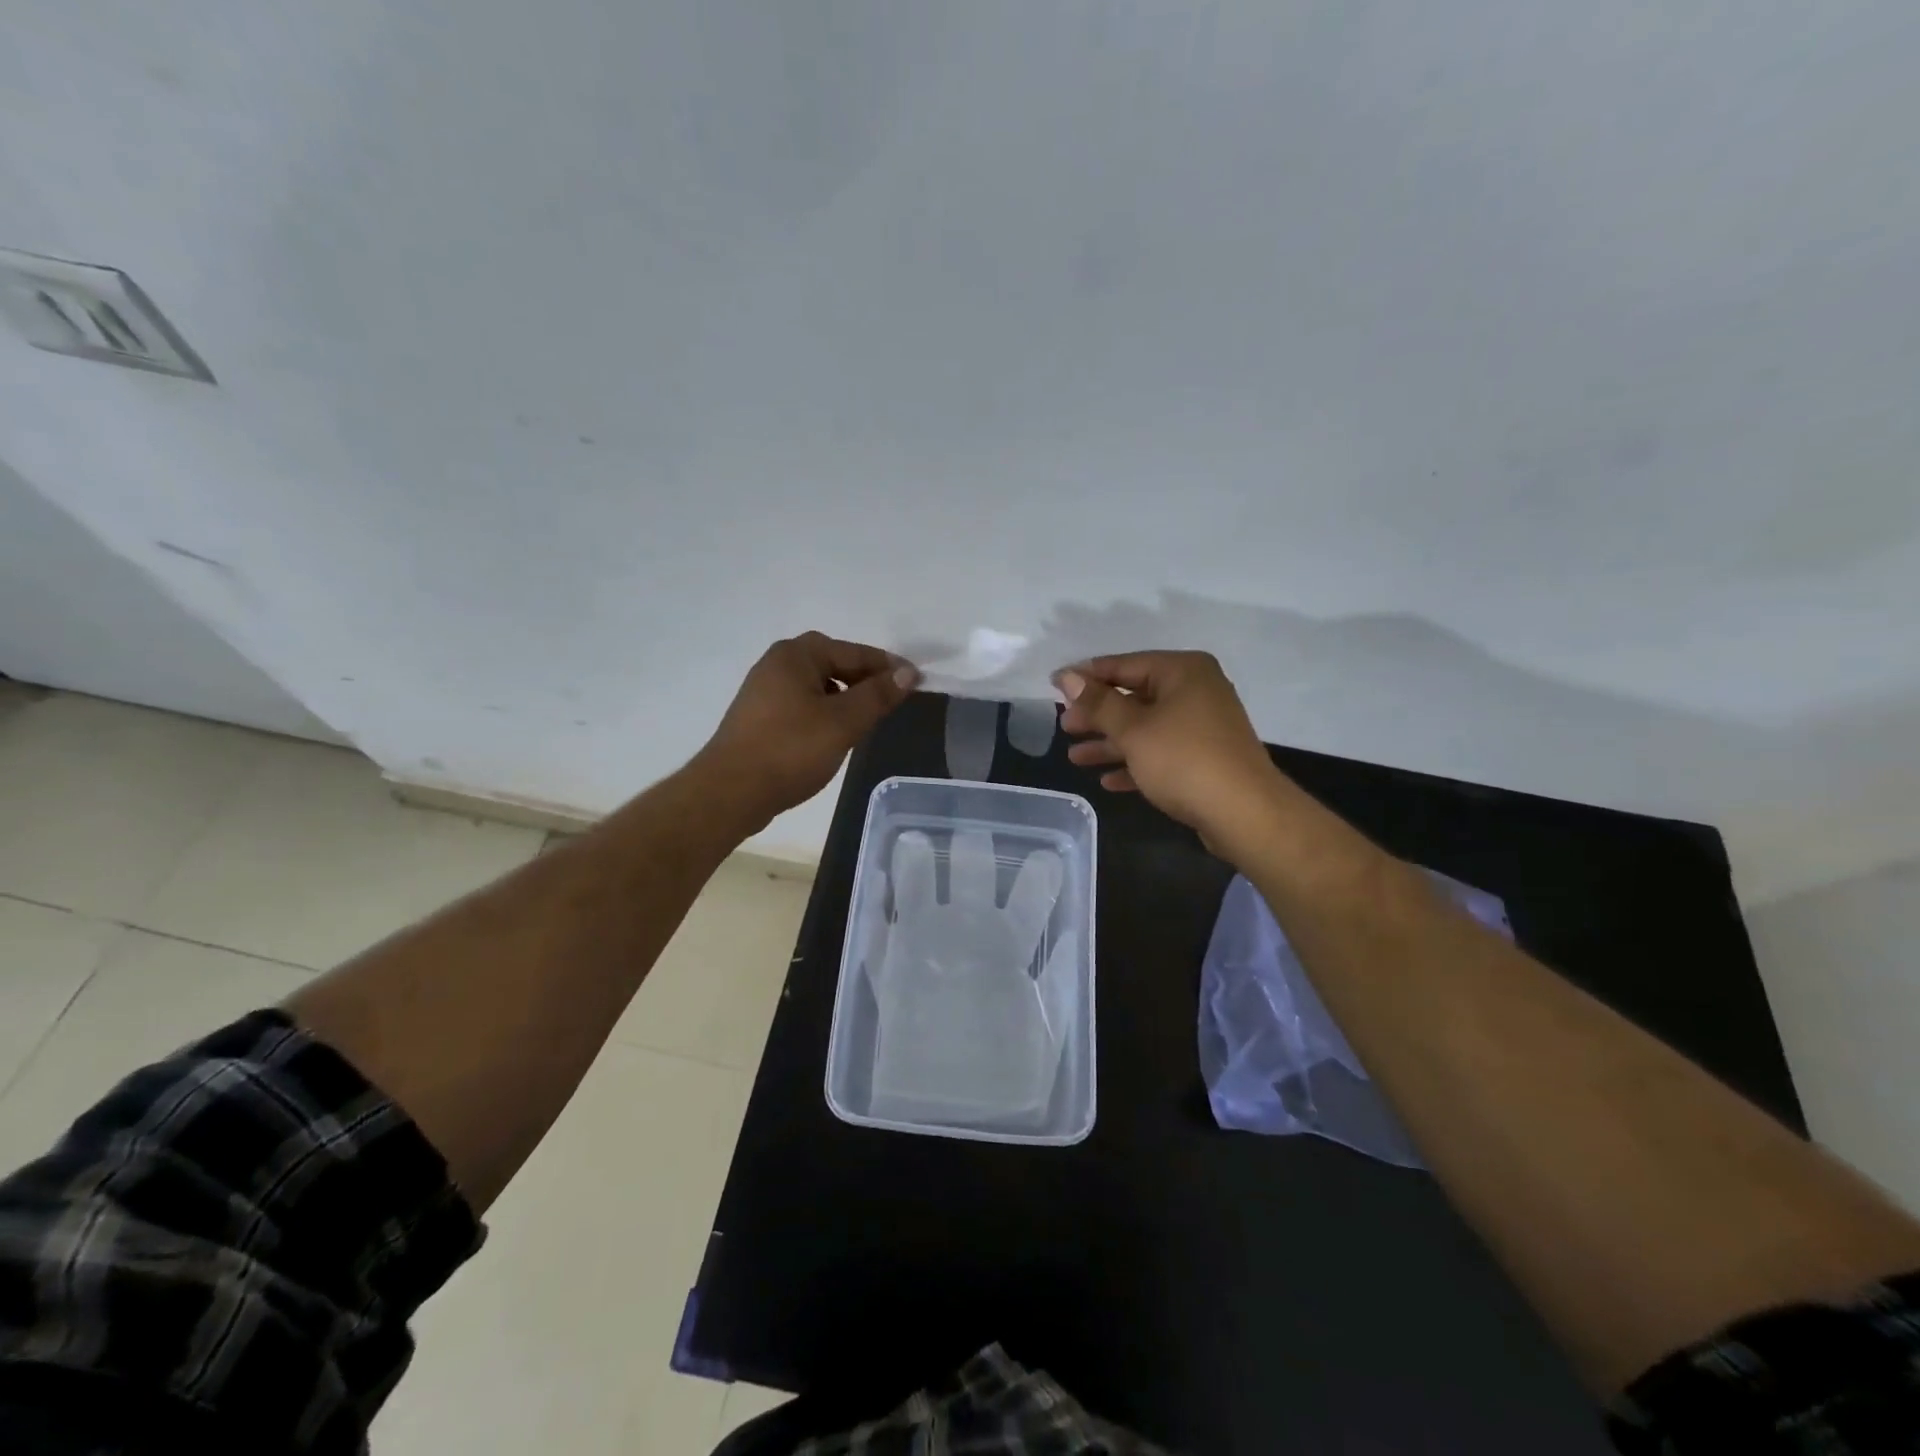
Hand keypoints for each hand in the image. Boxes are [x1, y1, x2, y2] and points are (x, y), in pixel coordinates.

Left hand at [694, 632, 918, 830]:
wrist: (730, 792)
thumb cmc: (790, 750)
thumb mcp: (844, 722)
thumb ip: (878, 695)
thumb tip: (907, 673)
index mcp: (796, 655)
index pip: (853, 651)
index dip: (887, 666)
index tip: (916, 681)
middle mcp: (776, 664)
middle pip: (833, 663)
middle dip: (864, 679)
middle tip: (890, 699)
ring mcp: (764, 691)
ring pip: (817, 686)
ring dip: (844, 697)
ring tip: (866, 720)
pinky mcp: (759, 718)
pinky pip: (802, 704)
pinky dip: (824, 712)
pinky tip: (834, 736)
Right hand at [1056, 651, 1285, 853]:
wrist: (1244, 813)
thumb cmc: (1184, 760)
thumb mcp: (1133, 729)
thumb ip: (1098, 703)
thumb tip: (1067, 676)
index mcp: (1182, 671)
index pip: (1124, 665)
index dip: (1086, 676)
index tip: (1053, 686)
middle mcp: (1195, 691)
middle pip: (1134, 697)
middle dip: (1097, 715)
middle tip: (1064, 728)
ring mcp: (1202, 726)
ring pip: (1145, 728)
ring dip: (1110, 743)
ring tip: (1075, 758)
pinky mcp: (1204, 758)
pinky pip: (1160, 753)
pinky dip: (1134, 763)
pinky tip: (1107, 781)